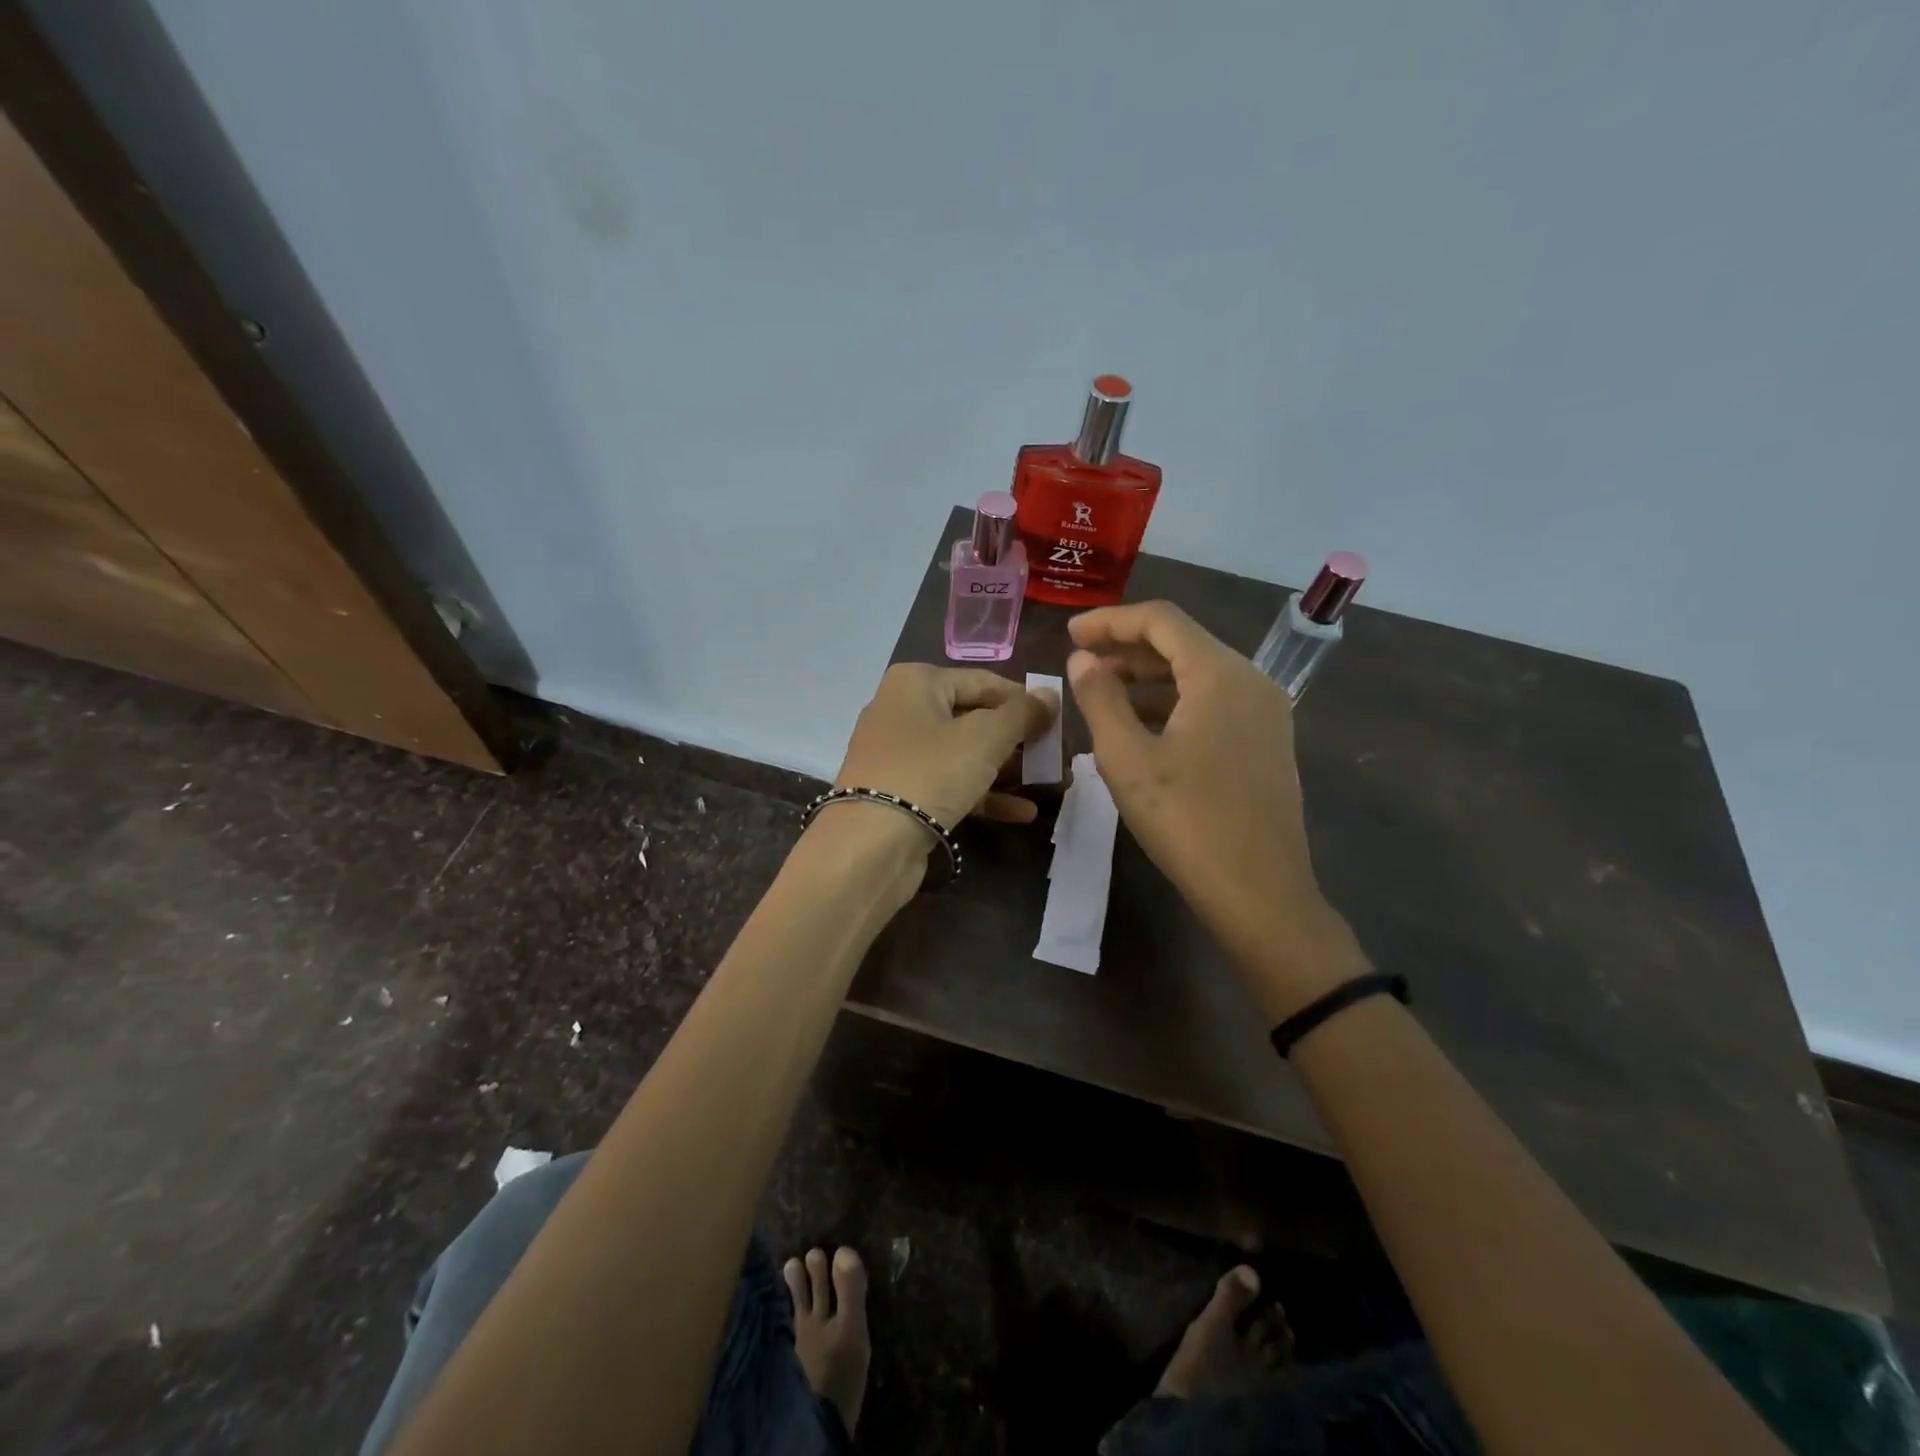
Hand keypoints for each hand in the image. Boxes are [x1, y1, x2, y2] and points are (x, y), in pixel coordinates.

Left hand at [833, 664, 1058, 829]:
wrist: (870, 844)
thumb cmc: (930, 772)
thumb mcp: (985, 737)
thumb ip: (1022, 714)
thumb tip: (1049, 696)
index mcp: (916, 682)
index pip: (983, 681)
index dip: (1024, 700)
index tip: (1059, 721)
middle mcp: (902, 710)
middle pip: (974, 717)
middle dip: (1018, 740)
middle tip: (1056, 756)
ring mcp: (899, 754)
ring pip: (964, 754)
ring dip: (1007, 769)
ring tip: (1049, 783)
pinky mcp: (902, 792)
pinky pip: (950, 783)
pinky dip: (984, 794)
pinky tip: (1023, 812)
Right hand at [1067, 602, 1366, 1014]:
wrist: (1260, 893)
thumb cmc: (1186, 821)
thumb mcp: (1127, 758)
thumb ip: (1099, 699)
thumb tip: (1082, 660)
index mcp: (1220, 674)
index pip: (1161, 620)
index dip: (1110, 621)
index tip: (1070, 633)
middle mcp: (1251, 680)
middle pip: (1182, 643)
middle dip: (1127, 648)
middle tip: (1080, 663)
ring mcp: (1265, 712)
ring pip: (1198, 675)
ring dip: (1148, 678)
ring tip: (1102, 695)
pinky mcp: (1267, 742)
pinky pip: (1214, 703)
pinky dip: (1174, 703)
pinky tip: (1142, 728)